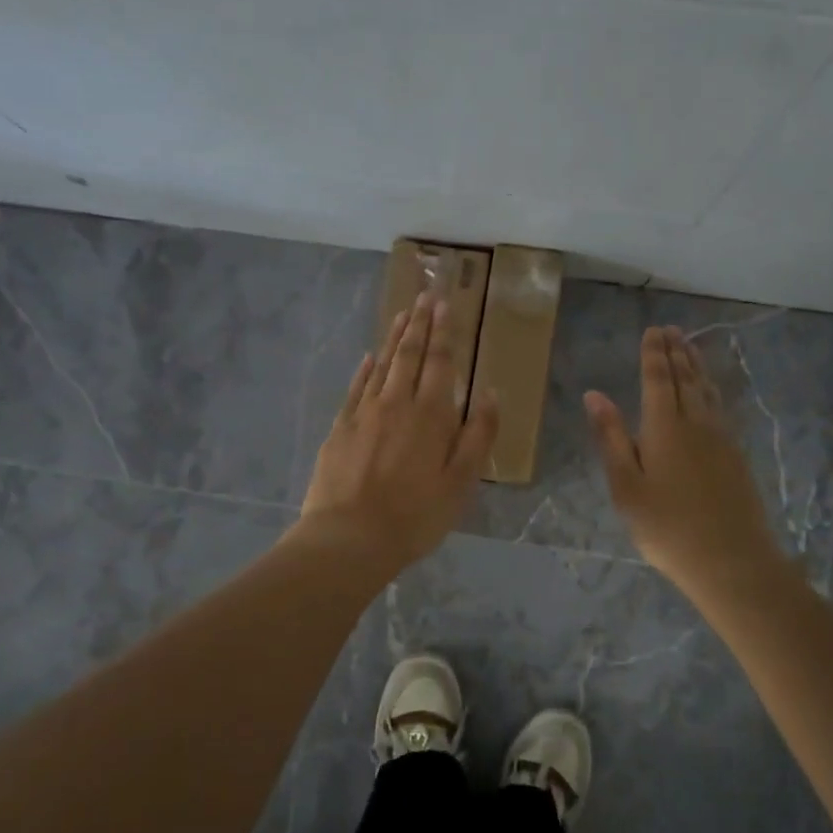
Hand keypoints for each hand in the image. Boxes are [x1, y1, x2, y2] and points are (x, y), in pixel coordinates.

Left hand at [296, 292, 498, 575]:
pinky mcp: (341, 428)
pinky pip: (356, 388)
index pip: (440, 362)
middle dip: (419, 323)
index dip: (443, 331)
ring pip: (382, 365)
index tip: (444, 303)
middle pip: (410, 355)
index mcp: (431, 415)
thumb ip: (478, 435)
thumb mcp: (461, 482)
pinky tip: (369, 357)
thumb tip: (492, 393)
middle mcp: (397, 403)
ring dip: (393, 338)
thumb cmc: (415, 515)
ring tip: (402, 313)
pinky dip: (364, 369)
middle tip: (424, 295)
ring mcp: (364, 413)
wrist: (350, 537)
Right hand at [585, 325, 785, 596]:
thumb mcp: (626, 486)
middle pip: (686, 379)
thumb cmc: (666, 527)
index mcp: (665, 427)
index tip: (653, 330)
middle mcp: (696, 423)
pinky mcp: (735, 456)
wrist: (731, 560)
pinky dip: (710, 389)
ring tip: (690, 347)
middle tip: (671, 330)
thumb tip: (594, 395)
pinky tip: (709, 393)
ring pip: (707, 391)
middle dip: (676, 352)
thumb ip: (611, 437)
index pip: (658, 379)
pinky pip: (720, 408)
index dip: (654, 354)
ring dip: (696, 366)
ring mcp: (721, 439)